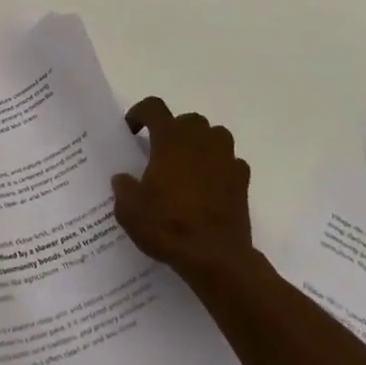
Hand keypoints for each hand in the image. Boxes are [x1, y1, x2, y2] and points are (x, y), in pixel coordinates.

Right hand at [111, 97, 256, 283]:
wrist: (215, 257)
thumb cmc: (168, 226)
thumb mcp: (129, 211)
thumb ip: (123, 188)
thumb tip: (123, 178)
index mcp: (170, 138)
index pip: (153, 107)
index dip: (139, 113)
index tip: (132, 131)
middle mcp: (200, 139)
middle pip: (187, 120)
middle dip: (173, 131)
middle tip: (161, 154)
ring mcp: (226, 156)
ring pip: (213, 135)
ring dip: (200, 145)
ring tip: (188, 168)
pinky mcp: (242, 178)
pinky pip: (230, 162)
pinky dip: (220, 168)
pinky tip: (210, 188)